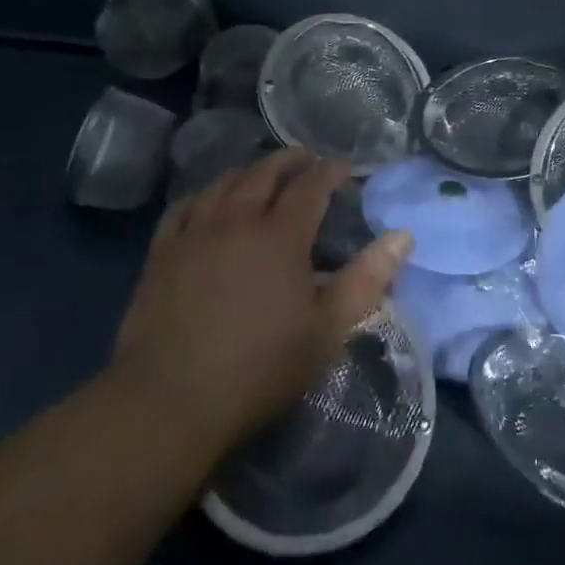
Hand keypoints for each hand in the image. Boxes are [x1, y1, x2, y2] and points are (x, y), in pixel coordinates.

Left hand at [110, 149, 411, 452]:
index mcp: (281, 236)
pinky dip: (204, 196)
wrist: (168, 404)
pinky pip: (184, 208)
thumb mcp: (327, 330)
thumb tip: (403, 236)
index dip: (330, 171)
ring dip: (249, 172)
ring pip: (223, 184)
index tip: (344, 169)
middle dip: (290, 160)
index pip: (311, 185)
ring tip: (262, 174)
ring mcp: (194, 234)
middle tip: (307, 160)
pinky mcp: (161, 254)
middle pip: (265, 173)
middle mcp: (237, 221)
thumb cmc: (259, 368)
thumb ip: (367, 279)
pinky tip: (208, 203)